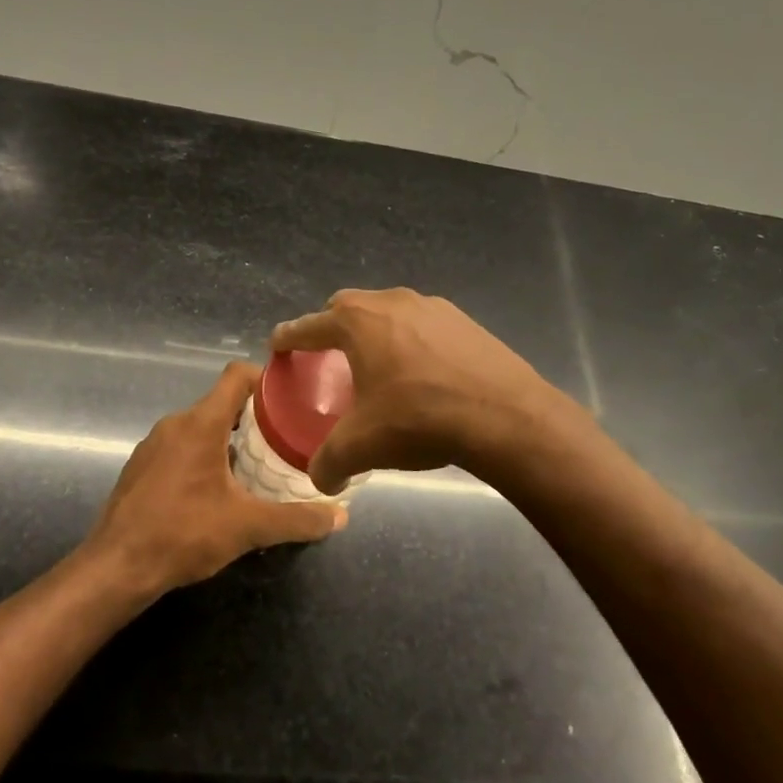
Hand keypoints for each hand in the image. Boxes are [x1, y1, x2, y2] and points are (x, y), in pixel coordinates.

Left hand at [80, 363, 346, 595]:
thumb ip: (297, 519)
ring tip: (257, 467)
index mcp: (201, 423)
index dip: (266, 379)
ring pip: (200, 427)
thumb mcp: (249, 527)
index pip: (236, 375)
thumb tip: (341, 516)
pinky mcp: (141, 467)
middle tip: (285, 440)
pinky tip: (217, 491)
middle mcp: (175, 424)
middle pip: (222, 403)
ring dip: (229, 440)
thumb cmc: (184, 534)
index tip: (292, 398)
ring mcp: (153, 445)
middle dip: (255, 418)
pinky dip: (204, 457)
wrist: (116, 567)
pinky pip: (181, 448)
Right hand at [272, 288, 563, 494]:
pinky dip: (412, 342)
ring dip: (376, 333)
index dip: (289, 337)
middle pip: (348, 308)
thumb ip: (328, 463)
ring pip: (390, 312)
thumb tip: (321, 480)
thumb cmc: (418, 419)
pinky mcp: (466, 321)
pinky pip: (424, 325)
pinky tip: (423, 374)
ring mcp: (433, 307)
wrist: (504, 416)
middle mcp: (392, 302)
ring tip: (379, 367)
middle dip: (333, 328)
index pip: (308, 325)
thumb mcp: (361, 446)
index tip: (278, 345)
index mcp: (357, 322)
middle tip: (330, 357)